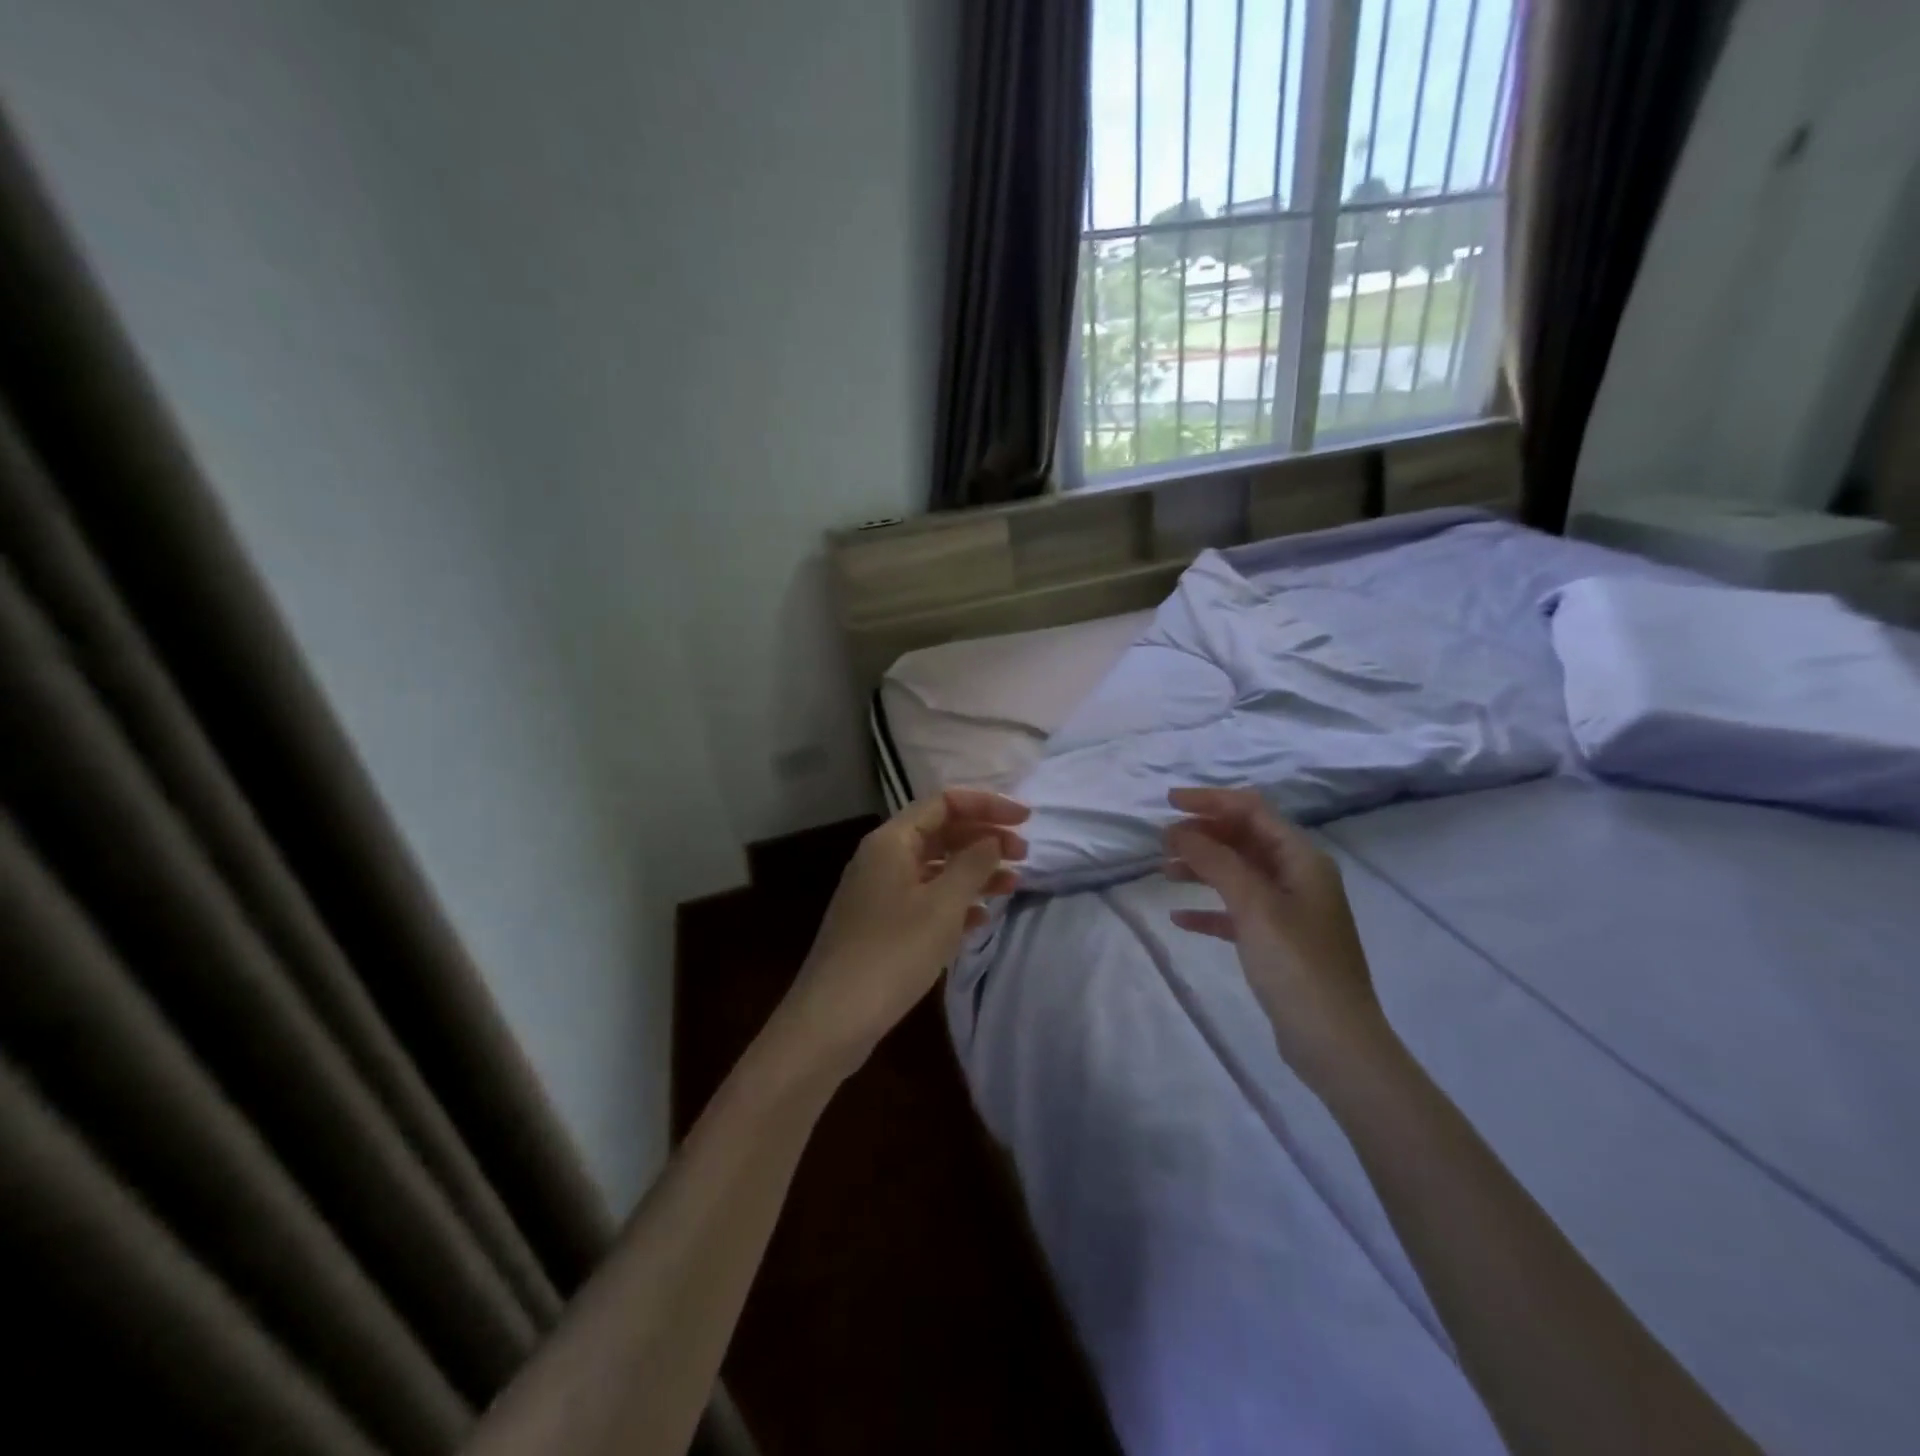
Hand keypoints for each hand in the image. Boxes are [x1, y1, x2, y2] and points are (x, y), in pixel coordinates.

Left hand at [776, 789, 1028, 1078]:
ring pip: (935, 867)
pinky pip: (925, 898)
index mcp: (892, 841)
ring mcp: (879, 892)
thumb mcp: (942, 905)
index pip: (945, 803)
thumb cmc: (892, 953)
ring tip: (1012, 885)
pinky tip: (980, 918)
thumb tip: (992, 838)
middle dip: (983, 838)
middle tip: (1024, 854)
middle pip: (941, 832)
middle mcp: (882, 858)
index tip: (1026, 820)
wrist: (832, 1019)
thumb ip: (973, 864)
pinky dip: (955, 901)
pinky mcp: (881, 924)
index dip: (987, 805)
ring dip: (974, 871)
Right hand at [1164, 787, 1392, 1094]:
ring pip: (1239, 874)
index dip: (1211, 800)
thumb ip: (1216, 862)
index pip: (1253, 810)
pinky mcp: (1278, 942)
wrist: (1335, 1042)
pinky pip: (1238, 912)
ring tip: (1164, 872)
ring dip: (1202, 867)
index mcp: (1302, 859)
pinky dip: (1210, 909)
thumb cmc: (1297, 965)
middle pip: (1245, 839)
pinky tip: (1180, 918)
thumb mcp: (1254, 906)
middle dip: (1204, 835)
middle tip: (1162, 842)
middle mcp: (1298, 877)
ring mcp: (1290, 910)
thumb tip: (1181, 832)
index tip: (1169, 802)